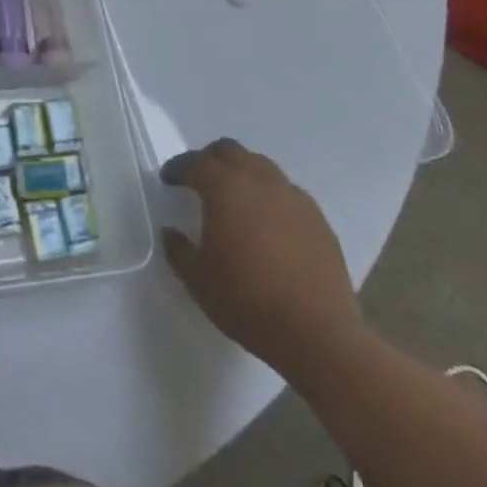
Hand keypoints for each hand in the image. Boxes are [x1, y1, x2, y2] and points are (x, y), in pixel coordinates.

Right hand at [160, 140, 365, 378]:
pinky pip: (287, 193)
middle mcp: (259, 180)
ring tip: (236, 200)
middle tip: (200, 181)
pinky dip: (271, 197)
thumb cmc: (248, 302)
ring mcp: (293, 197)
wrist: (318, 335)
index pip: (195, 162)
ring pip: (261, 166)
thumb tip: (171, 232)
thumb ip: (179, 250)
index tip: (168, 179)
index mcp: (224, 187)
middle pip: (230, 151)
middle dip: (210, 161)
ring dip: (243, 174)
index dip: (178, 168)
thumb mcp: (198, 280)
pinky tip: (269, 224)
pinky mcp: (318, 219)